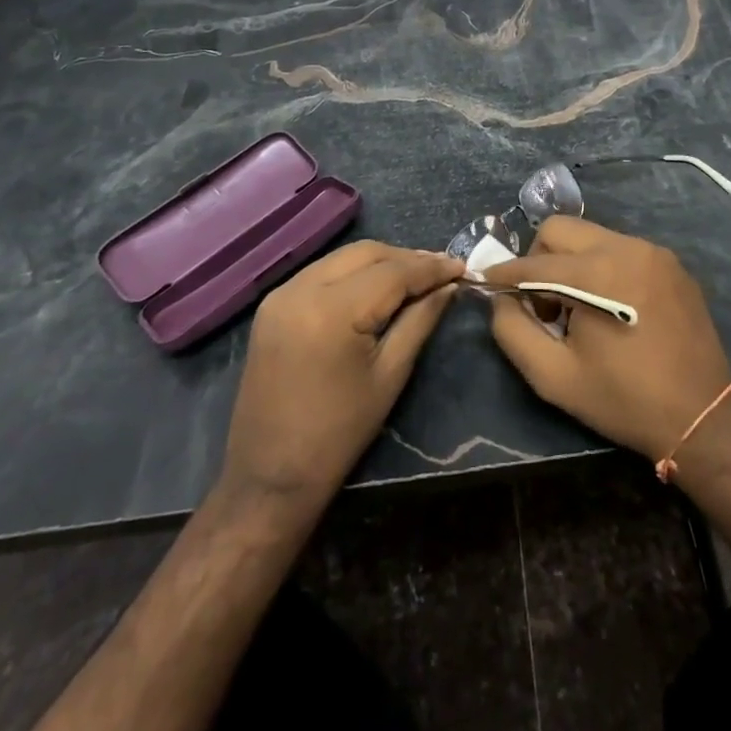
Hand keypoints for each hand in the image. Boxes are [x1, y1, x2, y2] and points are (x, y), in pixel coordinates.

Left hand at [220, 241, 463, 512]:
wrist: (269, 477)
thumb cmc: (338, 434)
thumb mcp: (390, 375)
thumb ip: (420, 320)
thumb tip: (448, 287)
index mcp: (332, 311)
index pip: (392, 272)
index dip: (430, 268)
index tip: (461, 267)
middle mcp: (301, 289)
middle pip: (366, 253)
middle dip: (406, 258)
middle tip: (441, 271)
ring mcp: (281, 294)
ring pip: (343, 257)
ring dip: (380, 262)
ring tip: (415, 276)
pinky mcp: (273, 305)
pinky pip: (322, 272)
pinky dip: (353, 272)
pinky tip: (376, 286)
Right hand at [486, 217, 730, 461]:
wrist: (702, 416)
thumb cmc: (623, 399)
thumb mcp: (554, 377)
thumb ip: (513, 331)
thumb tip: (500, 299)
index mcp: (598, 272)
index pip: (535, 261)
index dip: (504, 272)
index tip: (486, 283)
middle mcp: (626, 247)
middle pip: (561, 229)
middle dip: (539, 260)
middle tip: (543, 304)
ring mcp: (653, 251)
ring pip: (591, 236)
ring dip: (571, 264)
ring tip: (577, 309)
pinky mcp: (671, 263)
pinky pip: (620, 249)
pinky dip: (601, 267)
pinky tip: (610, 307)